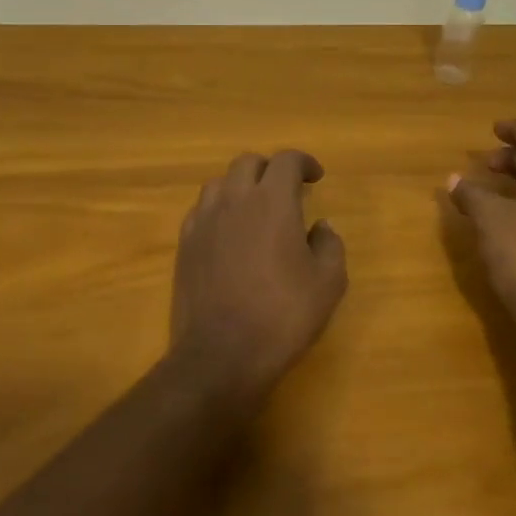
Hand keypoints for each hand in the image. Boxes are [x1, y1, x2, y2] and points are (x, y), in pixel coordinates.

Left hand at [170, 150, 347, 393]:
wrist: (221, 354)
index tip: (315, 177)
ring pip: (220, 183)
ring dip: (241, 186)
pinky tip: (229, 233)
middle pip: (248, 163)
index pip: (286, 161)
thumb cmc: (283, 315)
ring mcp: (204, 221)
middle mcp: (234, 200)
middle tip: (286, 191)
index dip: (303, 162)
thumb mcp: (328, 283)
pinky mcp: (185, 244)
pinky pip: (201, 209)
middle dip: (270, 169)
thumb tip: (320, 226)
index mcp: (272, 202)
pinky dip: (219, 210)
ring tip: (255, 209)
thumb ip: (330, 245)